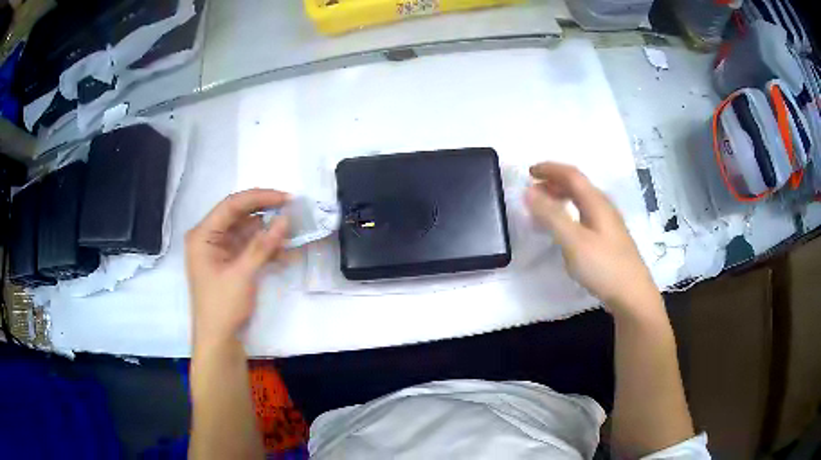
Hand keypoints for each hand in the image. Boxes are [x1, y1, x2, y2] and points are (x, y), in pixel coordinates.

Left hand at [186, 189, 289, 349]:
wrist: (219, 341)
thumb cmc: (223, 307)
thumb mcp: (243, 274)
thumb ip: (263, 245)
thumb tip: (286, 218)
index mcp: (203, 235)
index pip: (232, 205)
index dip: (259, 198)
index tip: (286, 198)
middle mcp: (210, 237)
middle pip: (240, 216)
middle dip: (266, 214)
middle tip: (293, 211)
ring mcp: (220, 250)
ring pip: (248, 231)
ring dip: (269, 233)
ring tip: (293, 232)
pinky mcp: (231, 262)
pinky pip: (250, 247)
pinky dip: (267, 249)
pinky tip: (286, 254)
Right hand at [524, 162, 659, 315]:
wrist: (632, 296)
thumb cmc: (604, 266)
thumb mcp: (574, 241)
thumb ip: (551, 216)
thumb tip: (529, 191)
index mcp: (596, 202)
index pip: (572, 175)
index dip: (550, 169)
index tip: (529, 172)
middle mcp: (604, 208)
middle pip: (578, 186)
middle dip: (554, 182)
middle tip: (534, 189)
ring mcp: (608, 224)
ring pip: (582, 201)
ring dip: (561, 197)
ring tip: (544, 207)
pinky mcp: (608, 240)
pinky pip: (584, 216)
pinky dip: (568, 213)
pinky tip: (564, 229)